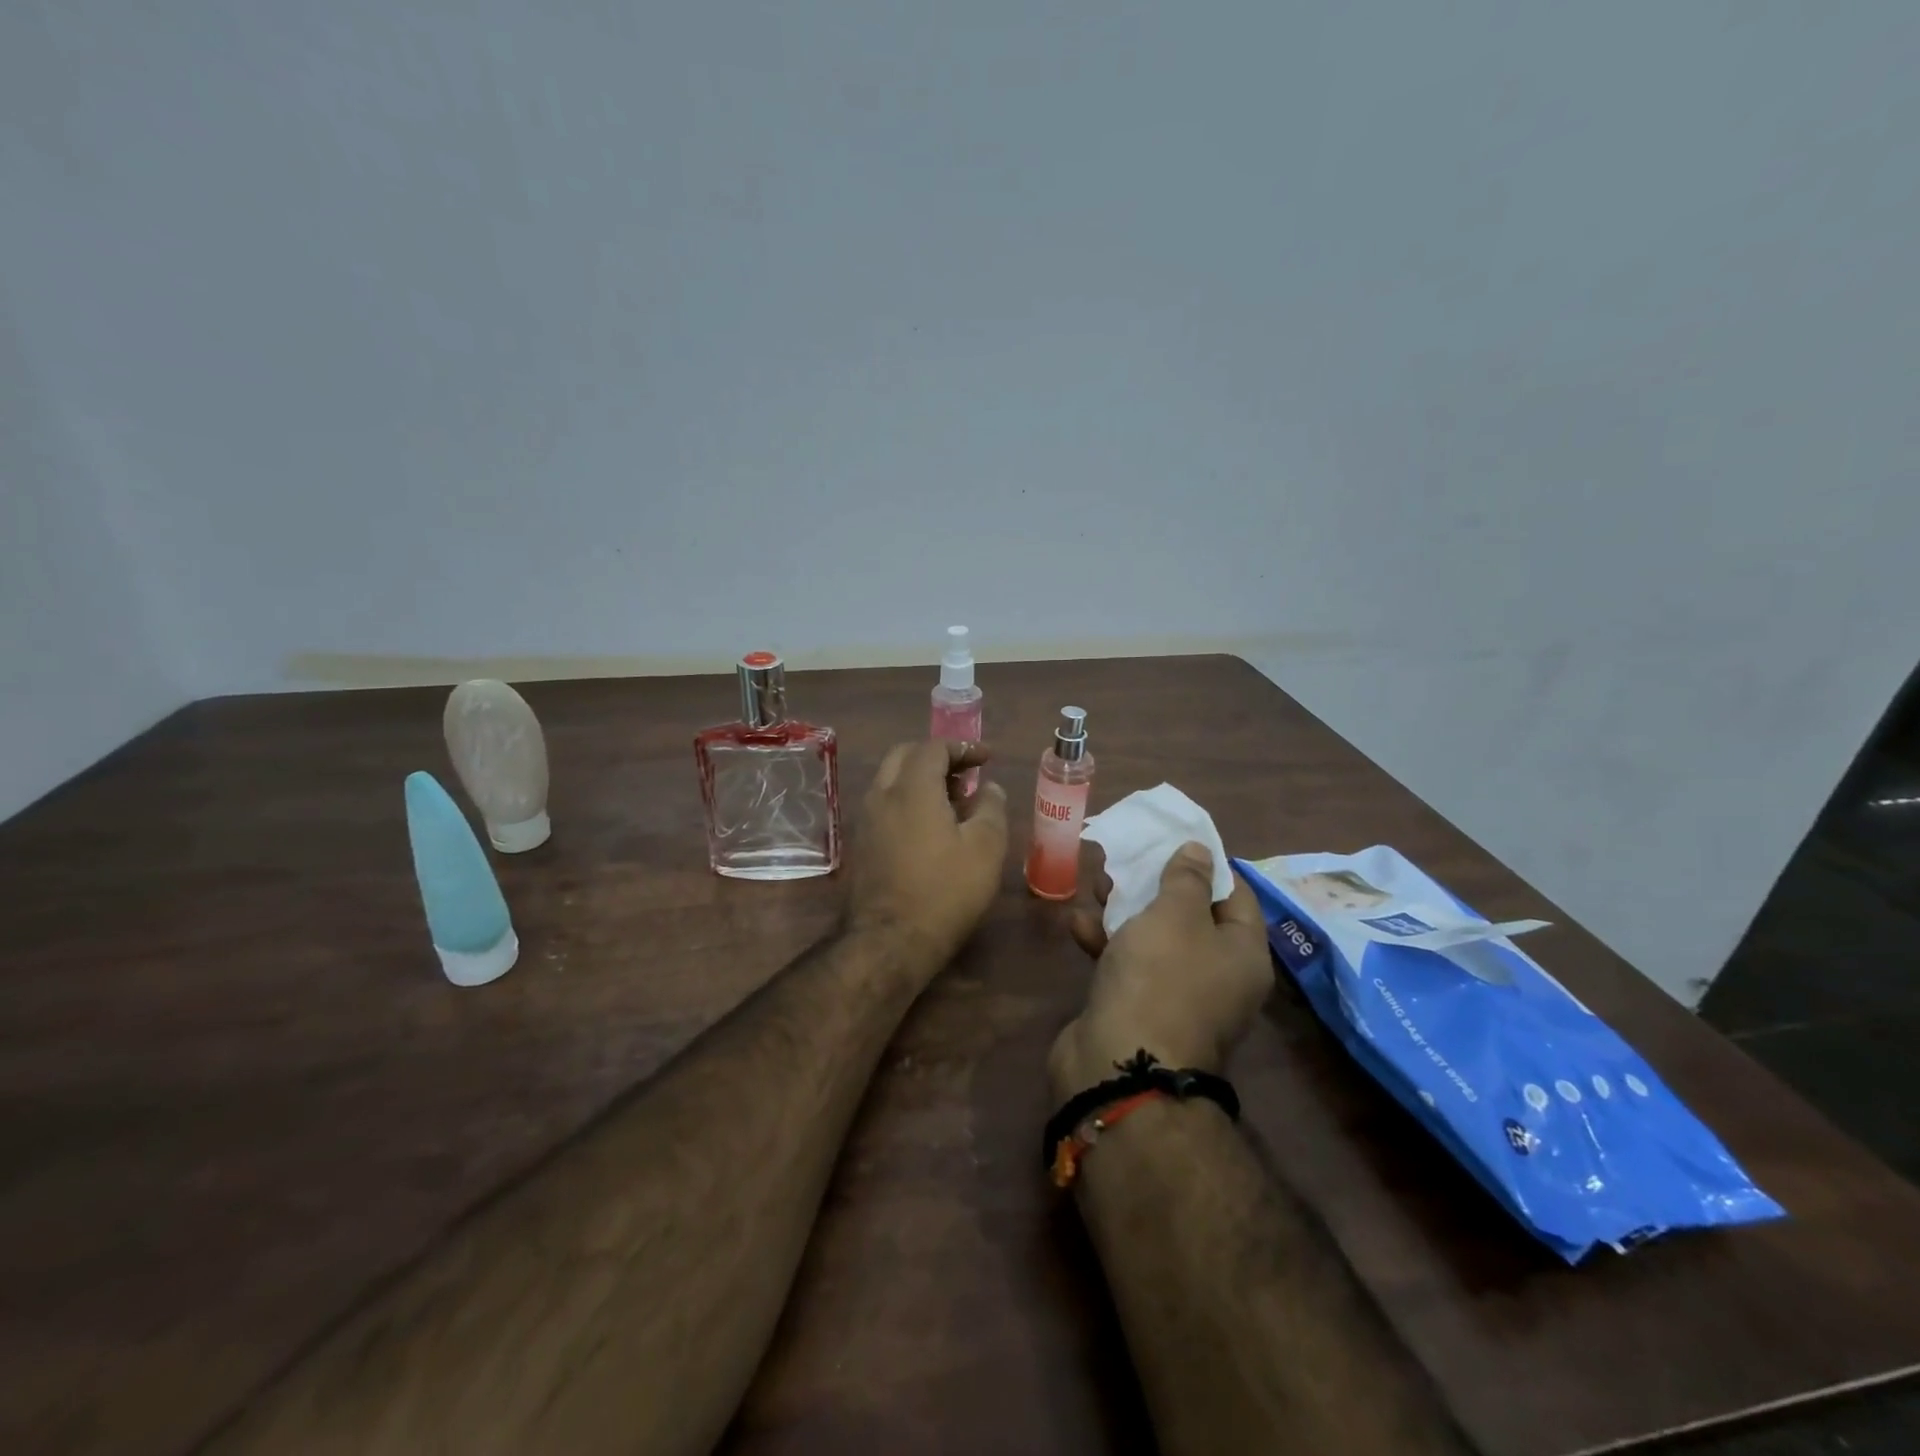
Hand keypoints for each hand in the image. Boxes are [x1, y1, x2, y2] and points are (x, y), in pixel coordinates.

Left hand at [845, 740, 1009, 968]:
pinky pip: (884, 805)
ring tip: (952, 802)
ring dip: (920, 779)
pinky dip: (907, 800)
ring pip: (891, 780)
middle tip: (965, 774)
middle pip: (904, 755)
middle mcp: (881, 795)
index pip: (933, 747)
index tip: (986, 758)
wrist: (888, 942)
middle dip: (936, 757)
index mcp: (911, 788)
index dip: (963, 747)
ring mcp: (865, 820)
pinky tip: (929, 828)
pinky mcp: (860, 844)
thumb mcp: (985, 849)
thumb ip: (991, 808)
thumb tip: (989, 788)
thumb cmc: (944, 891)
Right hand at [1049, 843, 1272, 1099]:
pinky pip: (1128, 965)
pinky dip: (1107, 943)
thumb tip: (1199, 850)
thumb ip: (1186, 878)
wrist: (1120, 1065)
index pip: (1236, 895)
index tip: (1176, 839)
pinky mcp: (1140, 1008)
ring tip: (1098, 882)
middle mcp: (1218, 976)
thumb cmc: (1160, 977)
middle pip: (1191, 916)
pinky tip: (1078, 924)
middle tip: (1130, 859)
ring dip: (1126, 910)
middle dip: (1157, 884)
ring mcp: (1178, 995)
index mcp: (1242, 954)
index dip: (1208, 864)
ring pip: (1155, 939)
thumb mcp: (1175, 914)